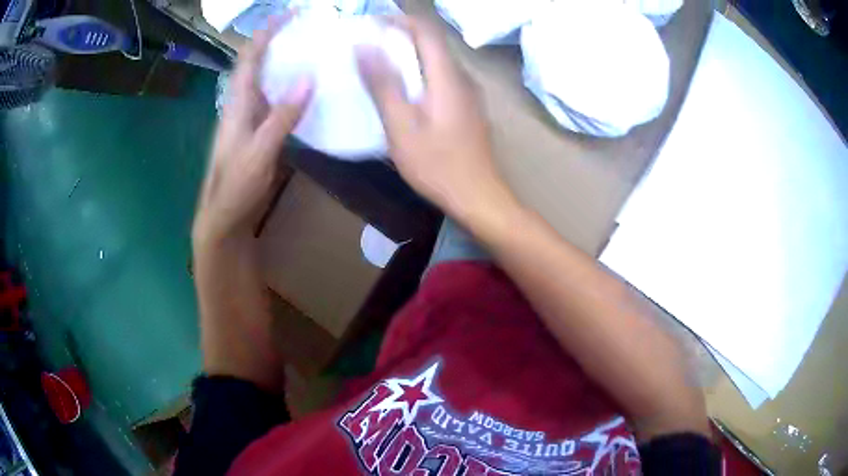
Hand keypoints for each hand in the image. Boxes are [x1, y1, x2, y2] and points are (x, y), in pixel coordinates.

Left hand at [193, 14, 312, 250]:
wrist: (225, 218)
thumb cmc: (235, 187)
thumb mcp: (259, 152)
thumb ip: (281, 116)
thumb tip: (307, 76)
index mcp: (238, 104)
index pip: (250, 58)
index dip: (267, 33)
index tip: (290, 13)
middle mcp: (243, 104)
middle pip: (259, 63)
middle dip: (280, 40)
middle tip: (310, 28)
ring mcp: (251, 118)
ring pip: (268, 80)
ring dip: (287, 62)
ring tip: (314, 49)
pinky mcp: (260, 131)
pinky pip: (276, 100)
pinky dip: (292, 88)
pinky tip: (310, 88)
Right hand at [355, 17, 513, 223]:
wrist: (479, 196)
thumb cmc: (437, 165)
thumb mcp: (401, 126)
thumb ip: (383, 84)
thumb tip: (365, 45)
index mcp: (447, 76)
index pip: (426, 30)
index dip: (399, 21)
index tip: (372, 24)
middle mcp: (463, 78)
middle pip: (432, 44)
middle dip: (400, 37)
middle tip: (370, 45)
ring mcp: (470, 94)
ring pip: (437, 62)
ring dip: (409, 56)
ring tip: (381, 65)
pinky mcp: (469, 109)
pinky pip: (442, 79)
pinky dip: (420, 74)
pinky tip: (405, 92)